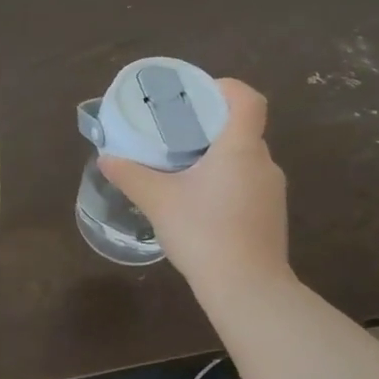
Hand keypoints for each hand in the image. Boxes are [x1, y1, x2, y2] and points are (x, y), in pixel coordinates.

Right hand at [98, 78, 288, 287]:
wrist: (247, 290)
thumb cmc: (204, 232)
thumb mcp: (158, 200)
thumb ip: (130, 174)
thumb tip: (106, 158)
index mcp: (240, 148)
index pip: (248, 99)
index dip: (225, 88)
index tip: (197, 95)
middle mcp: (264, 163)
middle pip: (242, 128)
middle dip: (210, 126)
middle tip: (176, 132)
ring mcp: (272, 191)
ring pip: (245, 159)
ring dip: (218, 156)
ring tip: (183, 168)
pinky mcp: (272, 215)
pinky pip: (249, 183)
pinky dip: (226, 181)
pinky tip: (200, 203)